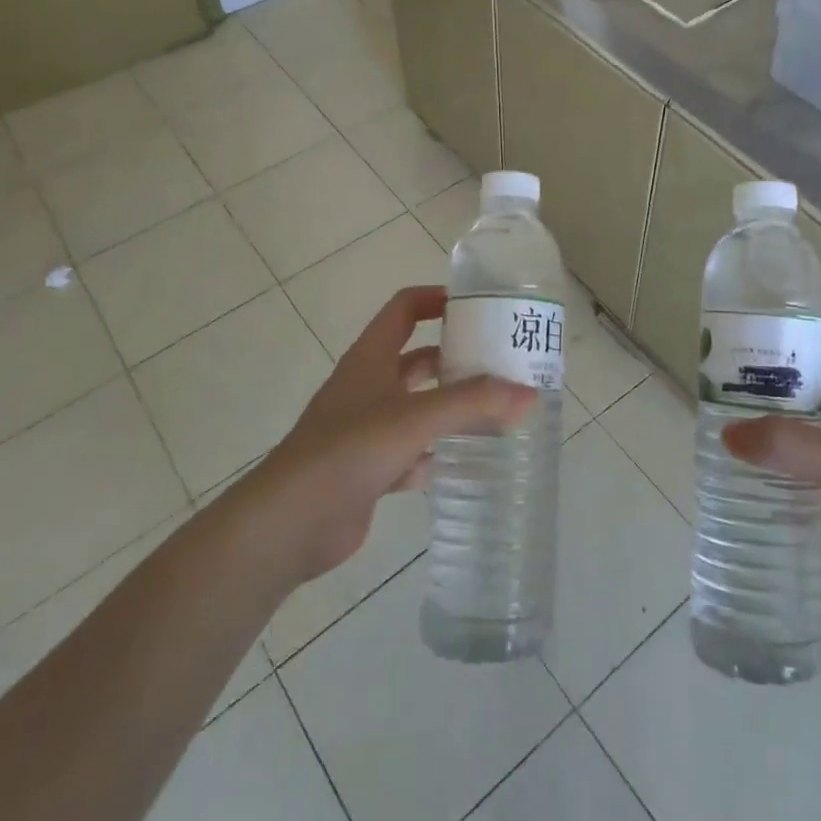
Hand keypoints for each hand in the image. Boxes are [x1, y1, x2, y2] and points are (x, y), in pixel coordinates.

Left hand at [242, 285, 534, 587]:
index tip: (478, 306)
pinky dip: (436, 454)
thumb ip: (472, 403)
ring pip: (417, 407)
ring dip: (450, 408)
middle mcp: (367, 387)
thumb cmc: (350, 450)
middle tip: (501, 364)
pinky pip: (411, 453)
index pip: (404, 309)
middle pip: (416, 359)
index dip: (436, 299)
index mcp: (371, 358)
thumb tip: (529, 393)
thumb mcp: (416, 418)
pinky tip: (465, 462)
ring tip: (496, 411)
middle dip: (455, 358)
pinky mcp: (368, 469)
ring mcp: (366, 429)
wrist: (291, 521)